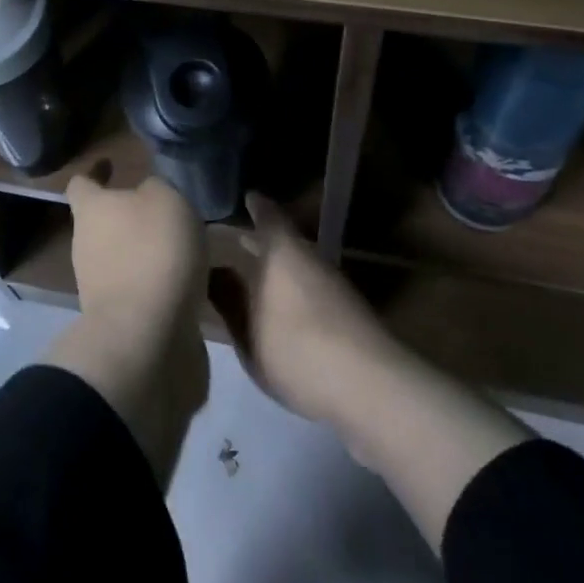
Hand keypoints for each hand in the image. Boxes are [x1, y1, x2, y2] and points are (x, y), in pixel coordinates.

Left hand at [65, 174, 208, 347]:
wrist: (147, 338)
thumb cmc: (153, 252)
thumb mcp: (166, 199)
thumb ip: (156, 188)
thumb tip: (147, 193)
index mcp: (91, 210)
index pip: (81, 183)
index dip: (95, 172)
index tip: (110, 164)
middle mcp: (87, 246)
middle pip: (104, 222)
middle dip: (131, 215)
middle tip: (167, 208)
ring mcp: (100, 287)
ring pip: (125, 257)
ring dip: (149, 251)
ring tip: (187, 245)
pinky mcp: (122, 320)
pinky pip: (144, 290)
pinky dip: (162, 283)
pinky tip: (193, 280)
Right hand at [212, 195, 531, 547]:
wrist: (369, 385)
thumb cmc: (296, 349)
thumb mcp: (248, 332)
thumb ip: (229, 300)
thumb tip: (214, 271)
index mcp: (282, 252)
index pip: (268, 217)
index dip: (257, 207)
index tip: (247, 197)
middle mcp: (311, 259)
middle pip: (285, 241)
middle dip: (263, 240)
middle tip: (239, 239)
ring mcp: (334, 285)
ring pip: (301, 265)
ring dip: (280, 267)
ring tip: (257, 277)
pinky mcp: (350, 313)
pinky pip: (313, 287)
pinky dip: (295, 288)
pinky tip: (284, 309)